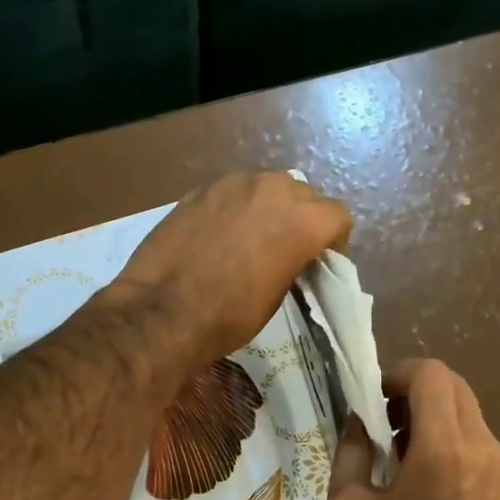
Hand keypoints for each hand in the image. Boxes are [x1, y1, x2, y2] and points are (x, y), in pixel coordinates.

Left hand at [110, 173, 352, 364]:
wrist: (162, 311)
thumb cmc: (230, 315)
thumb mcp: (278, 295)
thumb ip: (294, 261)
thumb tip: (291, 255)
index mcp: (302, 219)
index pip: (338, 216)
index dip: (333, 241)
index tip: (318, 262)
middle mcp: (273, 189)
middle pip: (303, 195)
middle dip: (302, 219)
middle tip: (286, 250)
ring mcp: (233, 184)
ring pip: (266, 187)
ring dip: (268, 209)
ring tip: (250, 240)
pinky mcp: (200, 189)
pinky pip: (232, 193)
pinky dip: (235, 209)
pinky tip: (218, 237)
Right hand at [327, 359, 499, 499]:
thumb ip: (348, 453)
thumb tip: (356, 423)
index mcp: (444, 446)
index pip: (431, 374)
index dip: (398, 373)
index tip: (375, 397)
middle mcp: (482, 444)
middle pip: (452, 385)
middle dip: (415, 391)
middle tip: (386, 421)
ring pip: (466, 410)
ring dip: (433, 414)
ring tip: (404, 452)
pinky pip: (477, 438)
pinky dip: (451, 437)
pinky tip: (429, 477)